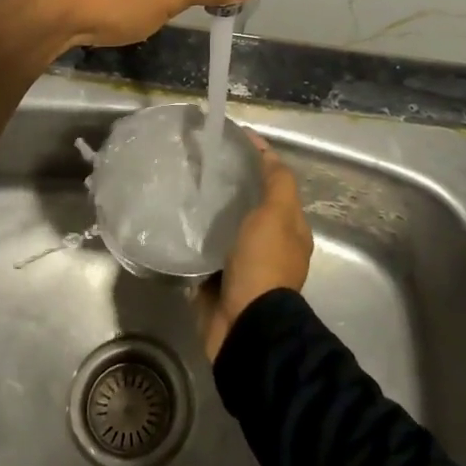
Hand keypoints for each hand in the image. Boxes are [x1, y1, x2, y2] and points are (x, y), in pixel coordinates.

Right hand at [195, 130, 312, 361]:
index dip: (259, 158)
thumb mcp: (277, 214)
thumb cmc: (264, 263)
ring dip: (210, 213)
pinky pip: (206, 253)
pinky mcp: (218, 282)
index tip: (233, 139)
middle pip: (250, 205)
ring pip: (226, 228)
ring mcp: (244, 266)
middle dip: (230, 185)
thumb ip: (277, 183)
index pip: (276, 183)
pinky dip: (195, 240)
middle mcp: (270, 246)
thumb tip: (267, 152)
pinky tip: (176, 223)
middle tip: (201, 163)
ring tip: (184, 189)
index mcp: (290, 229)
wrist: (245, 325)